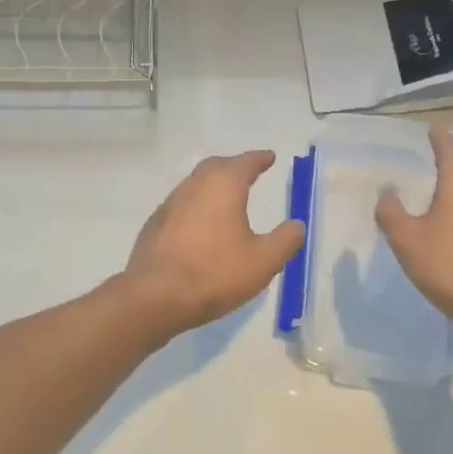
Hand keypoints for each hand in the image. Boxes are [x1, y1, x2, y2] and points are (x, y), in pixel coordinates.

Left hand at [121, 150, 305, 338]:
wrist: (155, 296)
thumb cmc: (215, 273)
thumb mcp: (263, 261)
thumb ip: (285, 240)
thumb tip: (297, 225)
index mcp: (223, 185)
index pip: (245, 162)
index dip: (259, 159)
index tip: (269, 157)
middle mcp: (194, 185)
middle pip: (216, 166)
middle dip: (234, 166)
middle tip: (248, 173)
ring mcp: (170, 203)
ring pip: (195, 184)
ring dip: (213, 185)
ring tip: (227, 198)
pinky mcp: (155, 224)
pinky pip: (181, 205)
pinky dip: (196, 206)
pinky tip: (201, 225)